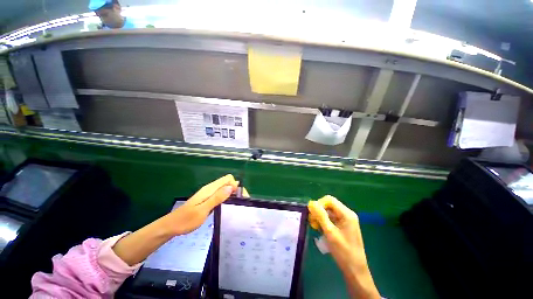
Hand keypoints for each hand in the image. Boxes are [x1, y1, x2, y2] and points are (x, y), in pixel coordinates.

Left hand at [112, 174, 241, 265]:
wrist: (171, 226)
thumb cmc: (186, 220)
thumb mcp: (202, 210)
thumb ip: (217, 198)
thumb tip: (231, 187)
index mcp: (210, 189)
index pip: (228, 179)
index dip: (236, 185)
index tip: (240, 197)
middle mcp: (211, 189)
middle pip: (228, 182)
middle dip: (236, 189)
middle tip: (240, 203)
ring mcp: (209, 194)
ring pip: (225, 188)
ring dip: (232, 194)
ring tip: (236, 205)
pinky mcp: (208, 199)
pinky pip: (221, 194)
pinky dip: (227, 198)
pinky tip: (227, 206)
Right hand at [308, 195, 379, 298]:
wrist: (355, 270)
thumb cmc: (343, 252)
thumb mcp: (330, 232)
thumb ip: (320, 216)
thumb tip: (311, 203)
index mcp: (346, 214)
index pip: (329, 200)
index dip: (319, 204)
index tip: (312, 214)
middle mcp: (347, 214)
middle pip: (329, 205)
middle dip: (319, 211)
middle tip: (312, 221)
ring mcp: (345, 220)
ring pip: (328, 212)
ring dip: (320, 217)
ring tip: (315, 226)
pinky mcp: (343, 226)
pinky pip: (331, 219)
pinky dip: (324, 222)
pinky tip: (320, 229)